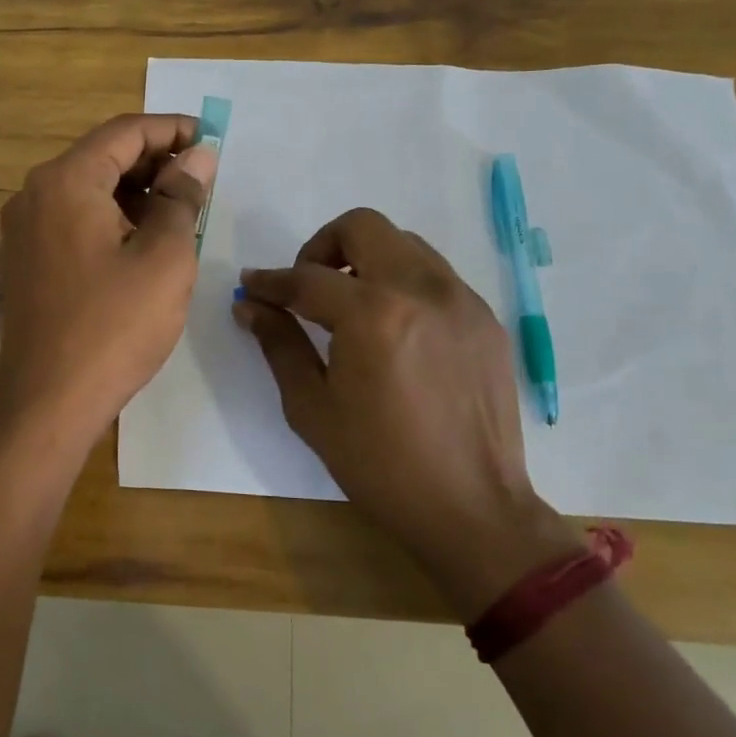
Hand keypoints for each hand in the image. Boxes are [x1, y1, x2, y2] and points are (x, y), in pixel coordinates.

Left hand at [0, 114, 217, 458]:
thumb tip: (199, 156)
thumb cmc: (114, 326)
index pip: (125, 132)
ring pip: (90, 189)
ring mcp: (26, 228)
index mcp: (65, 181)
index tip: (212, 139)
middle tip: (202, 179)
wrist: (48, 403)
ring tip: (182, 211)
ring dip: (136, 191)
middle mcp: (36, 193)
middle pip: (103, 156)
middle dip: (156, 161)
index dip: (173, 130)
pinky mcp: (28, 258)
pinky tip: (146, 239)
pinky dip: (113, 217)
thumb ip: (182, 197)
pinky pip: (76, 218)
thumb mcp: (164, 257)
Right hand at [236, 208, 580, 616]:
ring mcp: (461, 299)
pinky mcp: (485, 318)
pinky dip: (403, 283)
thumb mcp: (313, 409)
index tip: (251, 286)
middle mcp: (421, 289)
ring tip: (351, 306)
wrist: (473, 509)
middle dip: (322, 247)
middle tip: (308, 287)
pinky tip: (394, 330)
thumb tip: (250, 307)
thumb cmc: (381, 466)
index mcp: (373, 315)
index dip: (271, 281)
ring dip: (367, 259)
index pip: (308, 277)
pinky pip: (435, 275)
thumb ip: (280, 345)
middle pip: (363, 227)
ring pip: (403, 243)